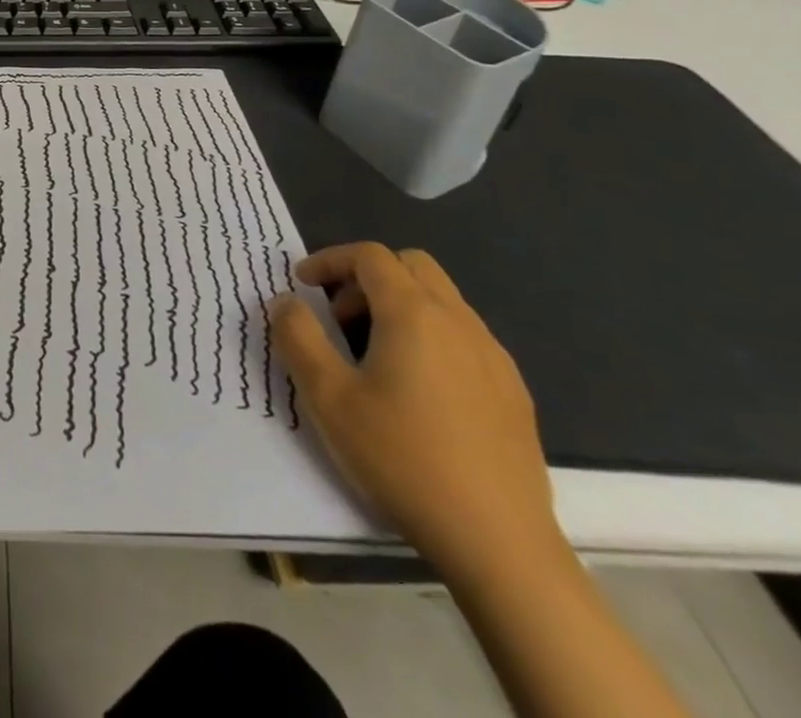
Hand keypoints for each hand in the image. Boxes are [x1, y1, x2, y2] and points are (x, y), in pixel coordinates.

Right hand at [271, 242, 559, 578]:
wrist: (499, 543)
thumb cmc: (402, 458)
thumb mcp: (328, 397)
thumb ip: (298, 337)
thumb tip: (287, 302)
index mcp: (414, 314)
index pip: (370, 256)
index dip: (329, 260)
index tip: (301, 284)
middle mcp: (459, 322)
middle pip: (412, 266)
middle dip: (367, 277)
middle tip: (339, 316)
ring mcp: (493, 357)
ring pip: (442, 300)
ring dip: (399, 306)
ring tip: (372, 355)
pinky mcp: (513, 393)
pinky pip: (465, 337)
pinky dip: (431, 337)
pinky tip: (417, 390)